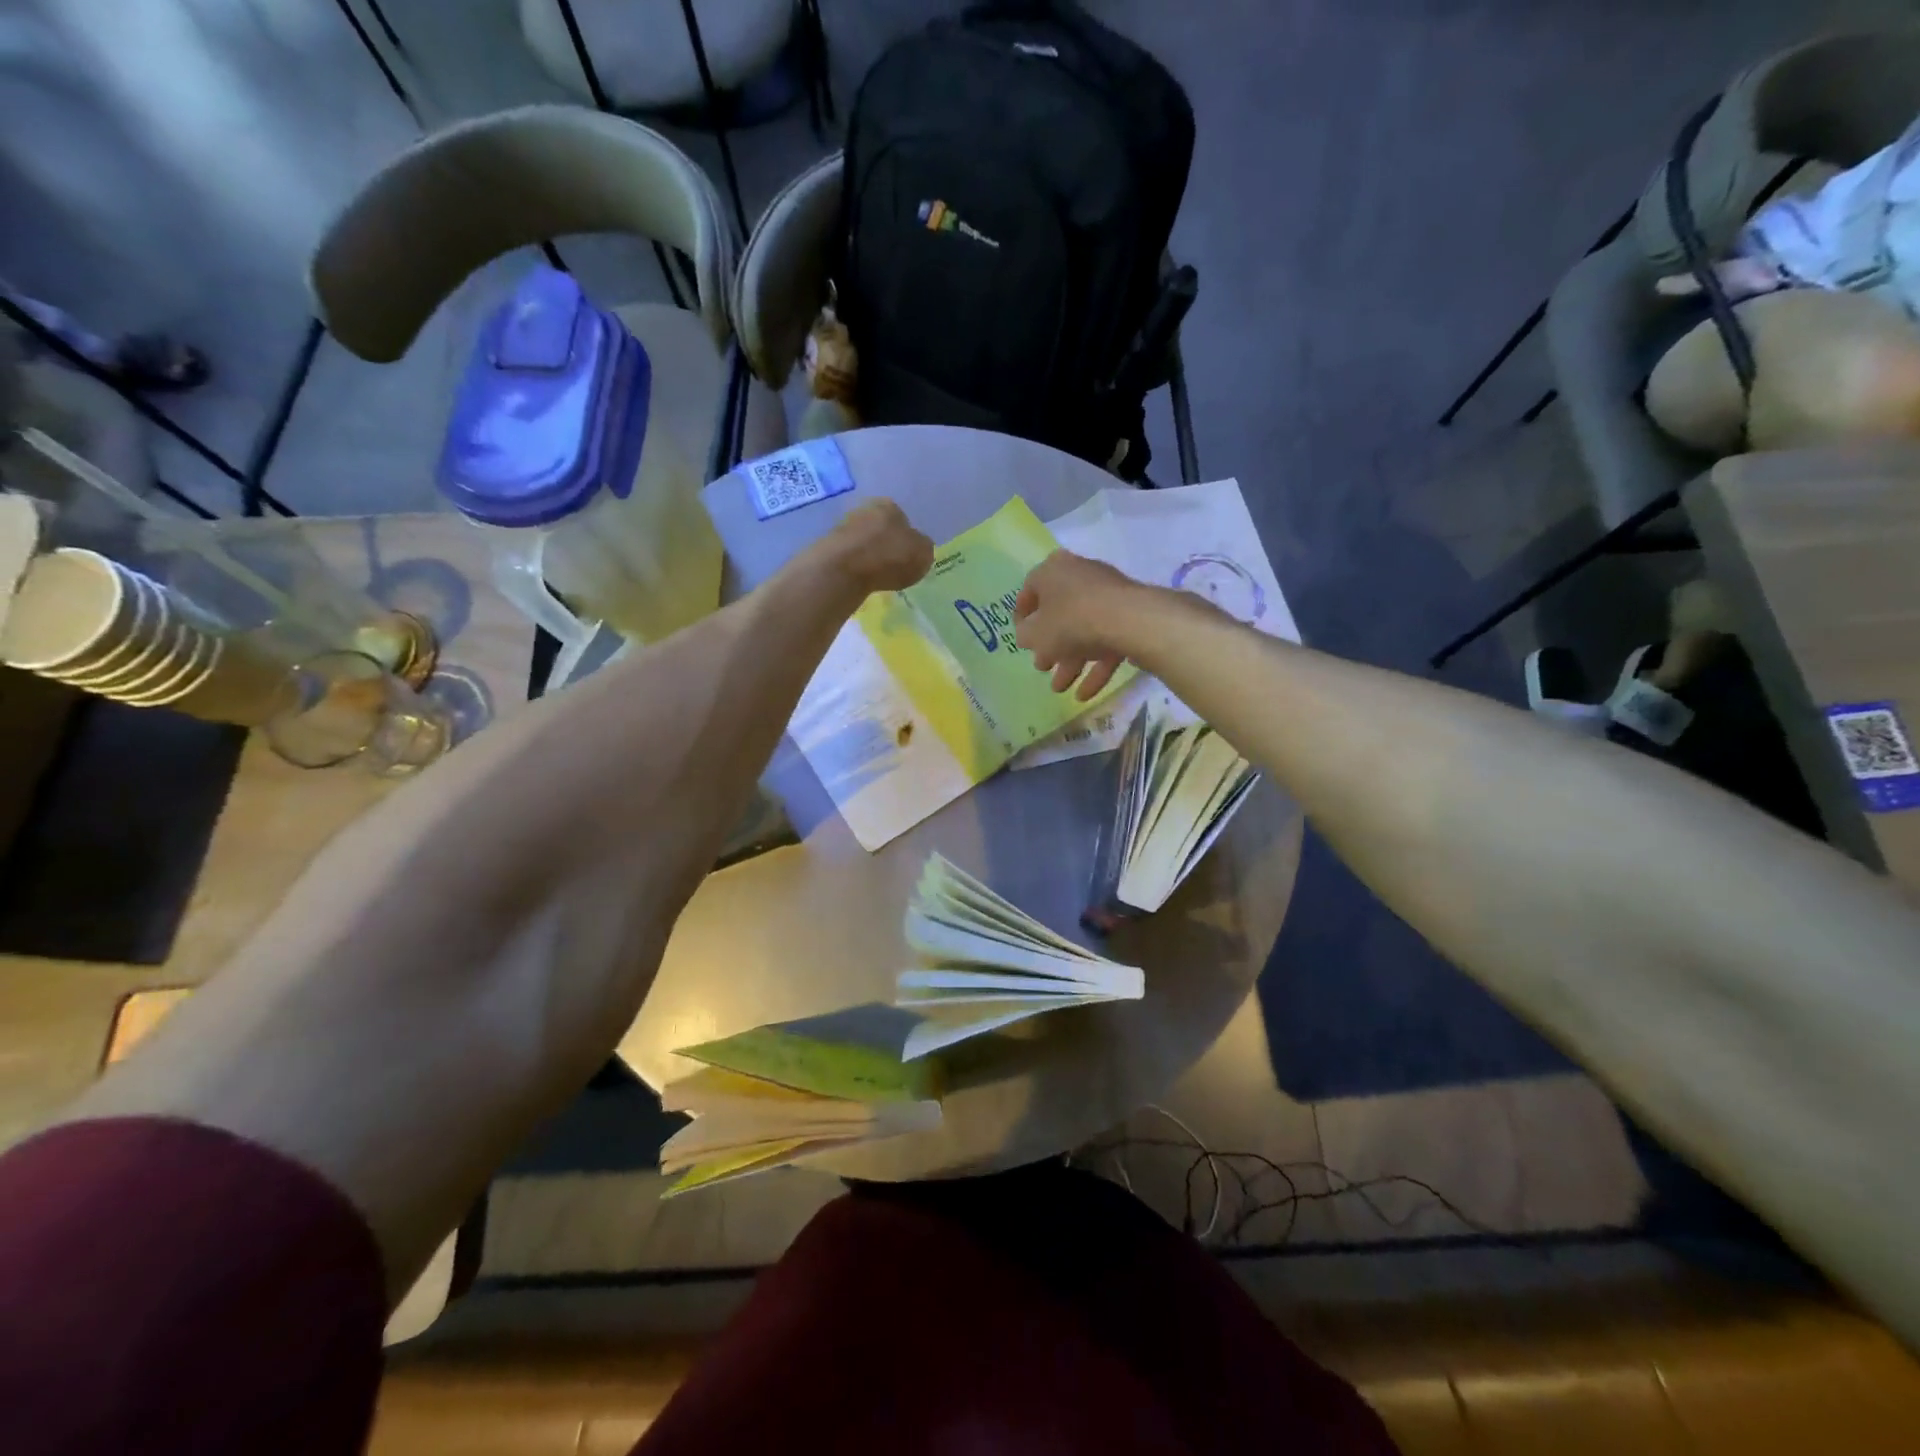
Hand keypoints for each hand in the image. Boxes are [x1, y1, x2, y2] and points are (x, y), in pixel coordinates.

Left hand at [820, 499, 934, 594]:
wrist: (844, 568)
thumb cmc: (890, 556)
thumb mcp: (923, 554)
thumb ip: (923, 548)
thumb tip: (918, 547)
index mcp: (890, 506)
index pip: (902, 518)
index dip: (906, 538)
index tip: (907, 556)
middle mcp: (865, 509)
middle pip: (880, 528)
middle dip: (885, 544)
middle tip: (892, 566)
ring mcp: (843, 526)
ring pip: (863, 541)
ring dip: (869, 555)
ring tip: (876, 576)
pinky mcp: (828, 545)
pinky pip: (849, 556)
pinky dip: (855, 565)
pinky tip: (860, 579)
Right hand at [1014, 550, 1146, 700]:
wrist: (1128, 620)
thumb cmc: (1070, 621)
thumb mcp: (1034, 634)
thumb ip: (1025, 636)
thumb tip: (1028, 636)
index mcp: (1052, 571)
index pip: (1029, 591)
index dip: (1022, 619)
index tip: (1022, 641)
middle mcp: (1080, 575)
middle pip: (1059, 614)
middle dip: (1050, 646)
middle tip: (1043, 667)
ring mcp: (1107, 594)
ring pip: (1083, 630)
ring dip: (1070, 661)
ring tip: (1061, 689)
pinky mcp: (1128, 614)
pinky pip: (1106, 640)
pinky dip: (1095, 667)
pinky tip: (1085, 694)